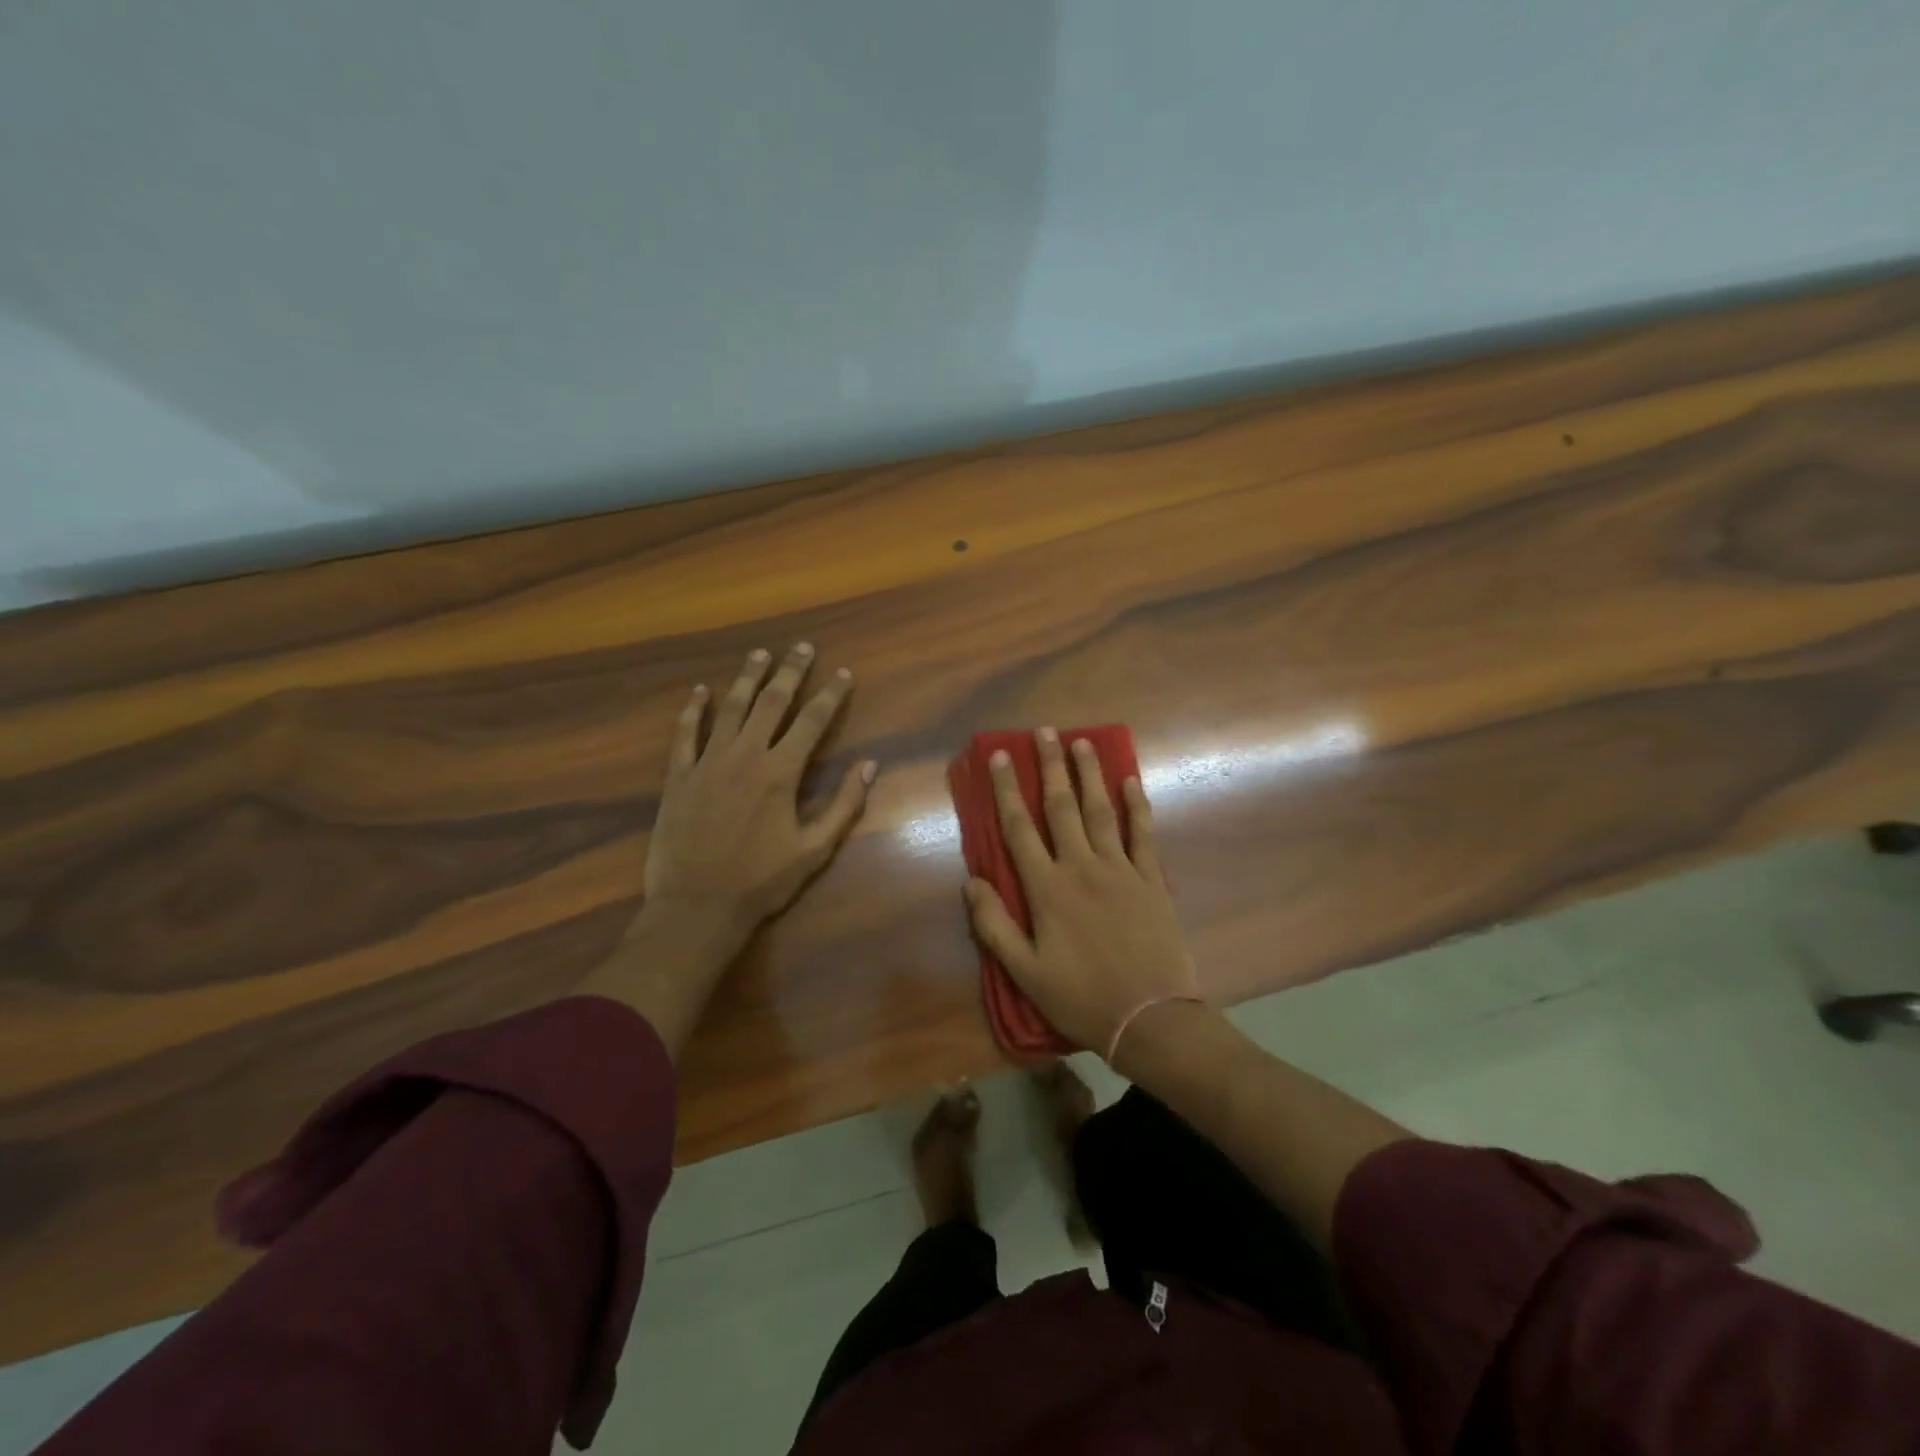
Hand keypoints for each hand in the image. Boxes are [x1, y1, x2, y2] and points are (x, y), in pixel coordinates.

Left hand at [645, 643, 875, 932]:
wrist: (696, 907)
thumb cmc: (762, 882)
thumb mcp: (815, 850)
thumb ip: (843, 805)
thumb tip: (868, 765)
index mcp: (781, 773)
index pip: (812, 721)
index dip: (830, 695)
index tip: (842, 673)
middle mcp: (745, 756)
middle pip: (771, 703)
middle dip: (790, 672)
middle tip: (802, 647)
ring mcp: (708, 763)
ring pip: (730, 709)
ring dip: (746, 678)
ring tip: (759, 654)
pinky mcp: (678, 777)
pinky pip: (685, 734)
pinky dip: (692, 710)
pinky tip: (699, 691)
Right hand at [963, 728, 1198, 1059]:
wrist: (1150, 1017)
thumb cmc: (1080, 996)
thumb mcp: (1025, 971)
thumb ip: (994, 925)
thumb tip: (970, 881)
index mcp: (1047, 888)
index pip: (1019, 828)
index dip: (1006, 789)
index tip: (999, 756)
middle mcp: (1082, 867)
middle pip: (1061, 807)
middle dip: (1050, 766)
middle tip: (1044, 731)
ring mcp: (1121, 869)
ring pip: (1101, 811)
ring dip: (1089, 774)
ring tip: (1082, 742)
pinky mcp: (1151, 880)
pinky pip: (1143, 834)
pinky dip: (1137, 805)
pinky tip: (1132, 780)